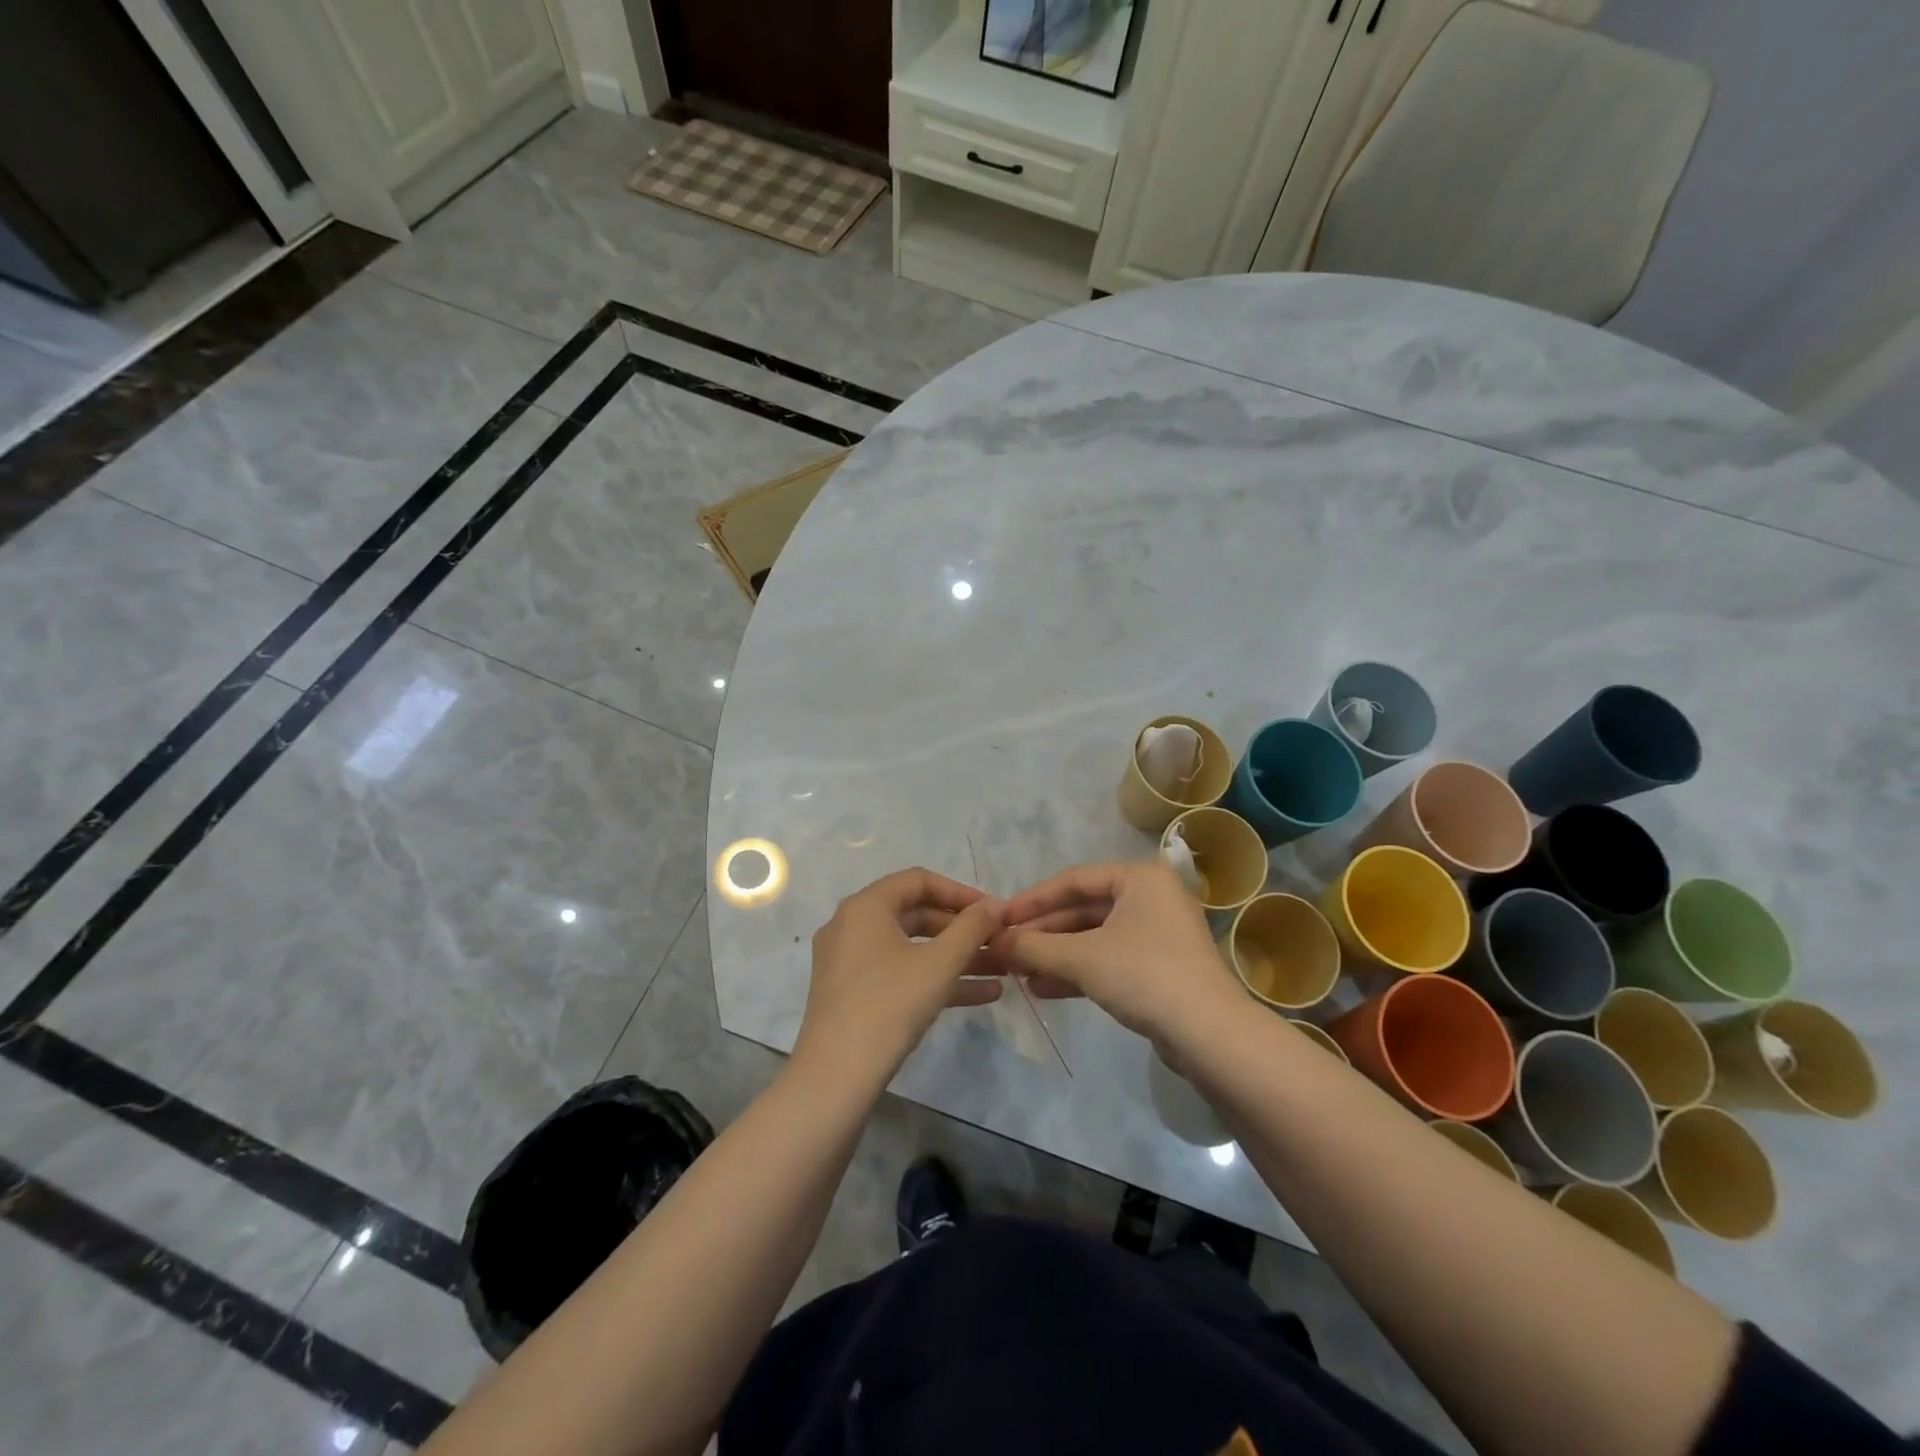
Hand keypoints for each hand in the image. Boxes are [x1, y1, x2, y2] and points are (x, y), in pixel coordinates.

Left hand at [794, 868, 1005, 1081]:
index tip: (993, 911)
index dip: (961, 892)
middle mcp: (853, 925)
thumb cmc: (889, 1005)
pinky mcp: (853, 993)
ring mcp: (850, 961)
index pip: (920, 880)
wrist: (835, 1076)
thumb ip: (971, 928)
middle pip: (916, 914)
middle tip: (999, 941)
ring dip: (956, 957)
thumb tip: (995, 905)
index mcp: (866, 906)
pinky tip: (982, 995)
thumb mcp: (939, 964)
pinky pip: (901, 973)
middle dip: (962, 930)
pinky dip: (936, 978)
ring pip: (912, 948)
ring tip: (1001, 970)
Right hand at [992, 861, 1240, 1051]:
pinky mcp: (1159, 968)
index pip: (1073, 880)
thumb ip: (1034, 946)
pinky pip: (1109, 960)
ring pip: (1094, 937)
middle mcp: (1150, 898)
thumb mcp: (1081, 958)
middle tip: (1005, 948)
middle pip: (1083, 909)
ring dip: (1056, 954)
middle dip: (1043, 932)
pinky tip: (1043, 988)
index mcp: (1139, 878)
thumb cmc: (1144, 975)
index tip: (999, 918)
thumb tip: (994, 942)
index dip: (1032, 900)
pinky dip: (1077, 971)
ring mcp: (1157, 934)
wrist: (1210, 1034)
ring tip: (1017, 972)